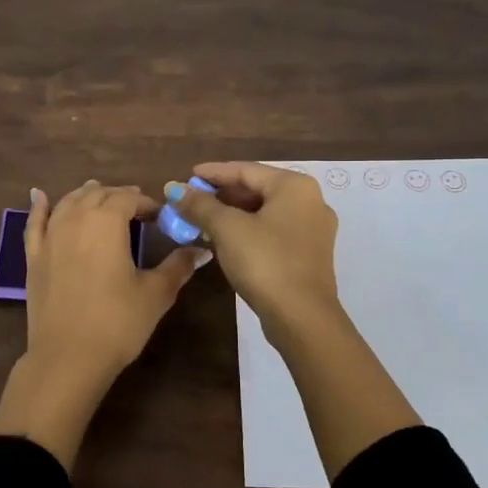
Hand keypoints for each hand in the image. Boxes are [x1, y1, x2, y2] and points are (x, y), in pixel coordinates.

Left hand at [22, 179, 210, 385]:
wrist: (68, 356)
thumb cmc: (117, 322)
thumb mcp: (156, 293)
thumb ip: (178, 266)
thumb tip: (202, 250)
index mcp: (107, 222)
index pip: (129, 198)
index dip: (146, 203)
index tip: (159, 216)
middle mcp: (76, 219)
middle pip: (98, 195)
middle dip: (118, 196)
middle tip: (135, 207)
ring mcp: (50, 237)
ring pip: (68, 203)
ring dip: (85, 195)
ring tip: (98, 193)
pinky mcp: (33, 257)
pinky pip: (35, 223)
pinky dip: (39, 206)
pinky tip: (38, 195)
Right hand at [165, 162, 339, 328]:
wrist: (302, 317)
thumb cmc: (265, 262)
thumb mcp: (226, 229)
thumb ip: (199, 205)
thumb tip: (173, 188)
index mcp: (295, 186)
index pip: (246, 170)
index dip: (213, 173)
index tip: (187, 177)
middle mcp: (311, 201)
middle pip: (257, 189)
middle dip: (222, 195)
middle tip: (192, 201)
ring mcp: (314, 230)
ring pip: (265, 212)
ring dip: (233, 214)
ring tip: (203, 221)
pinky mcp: (309, 254)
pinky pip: (273, 231)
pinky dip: (249, 231)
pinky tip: (226, 241)